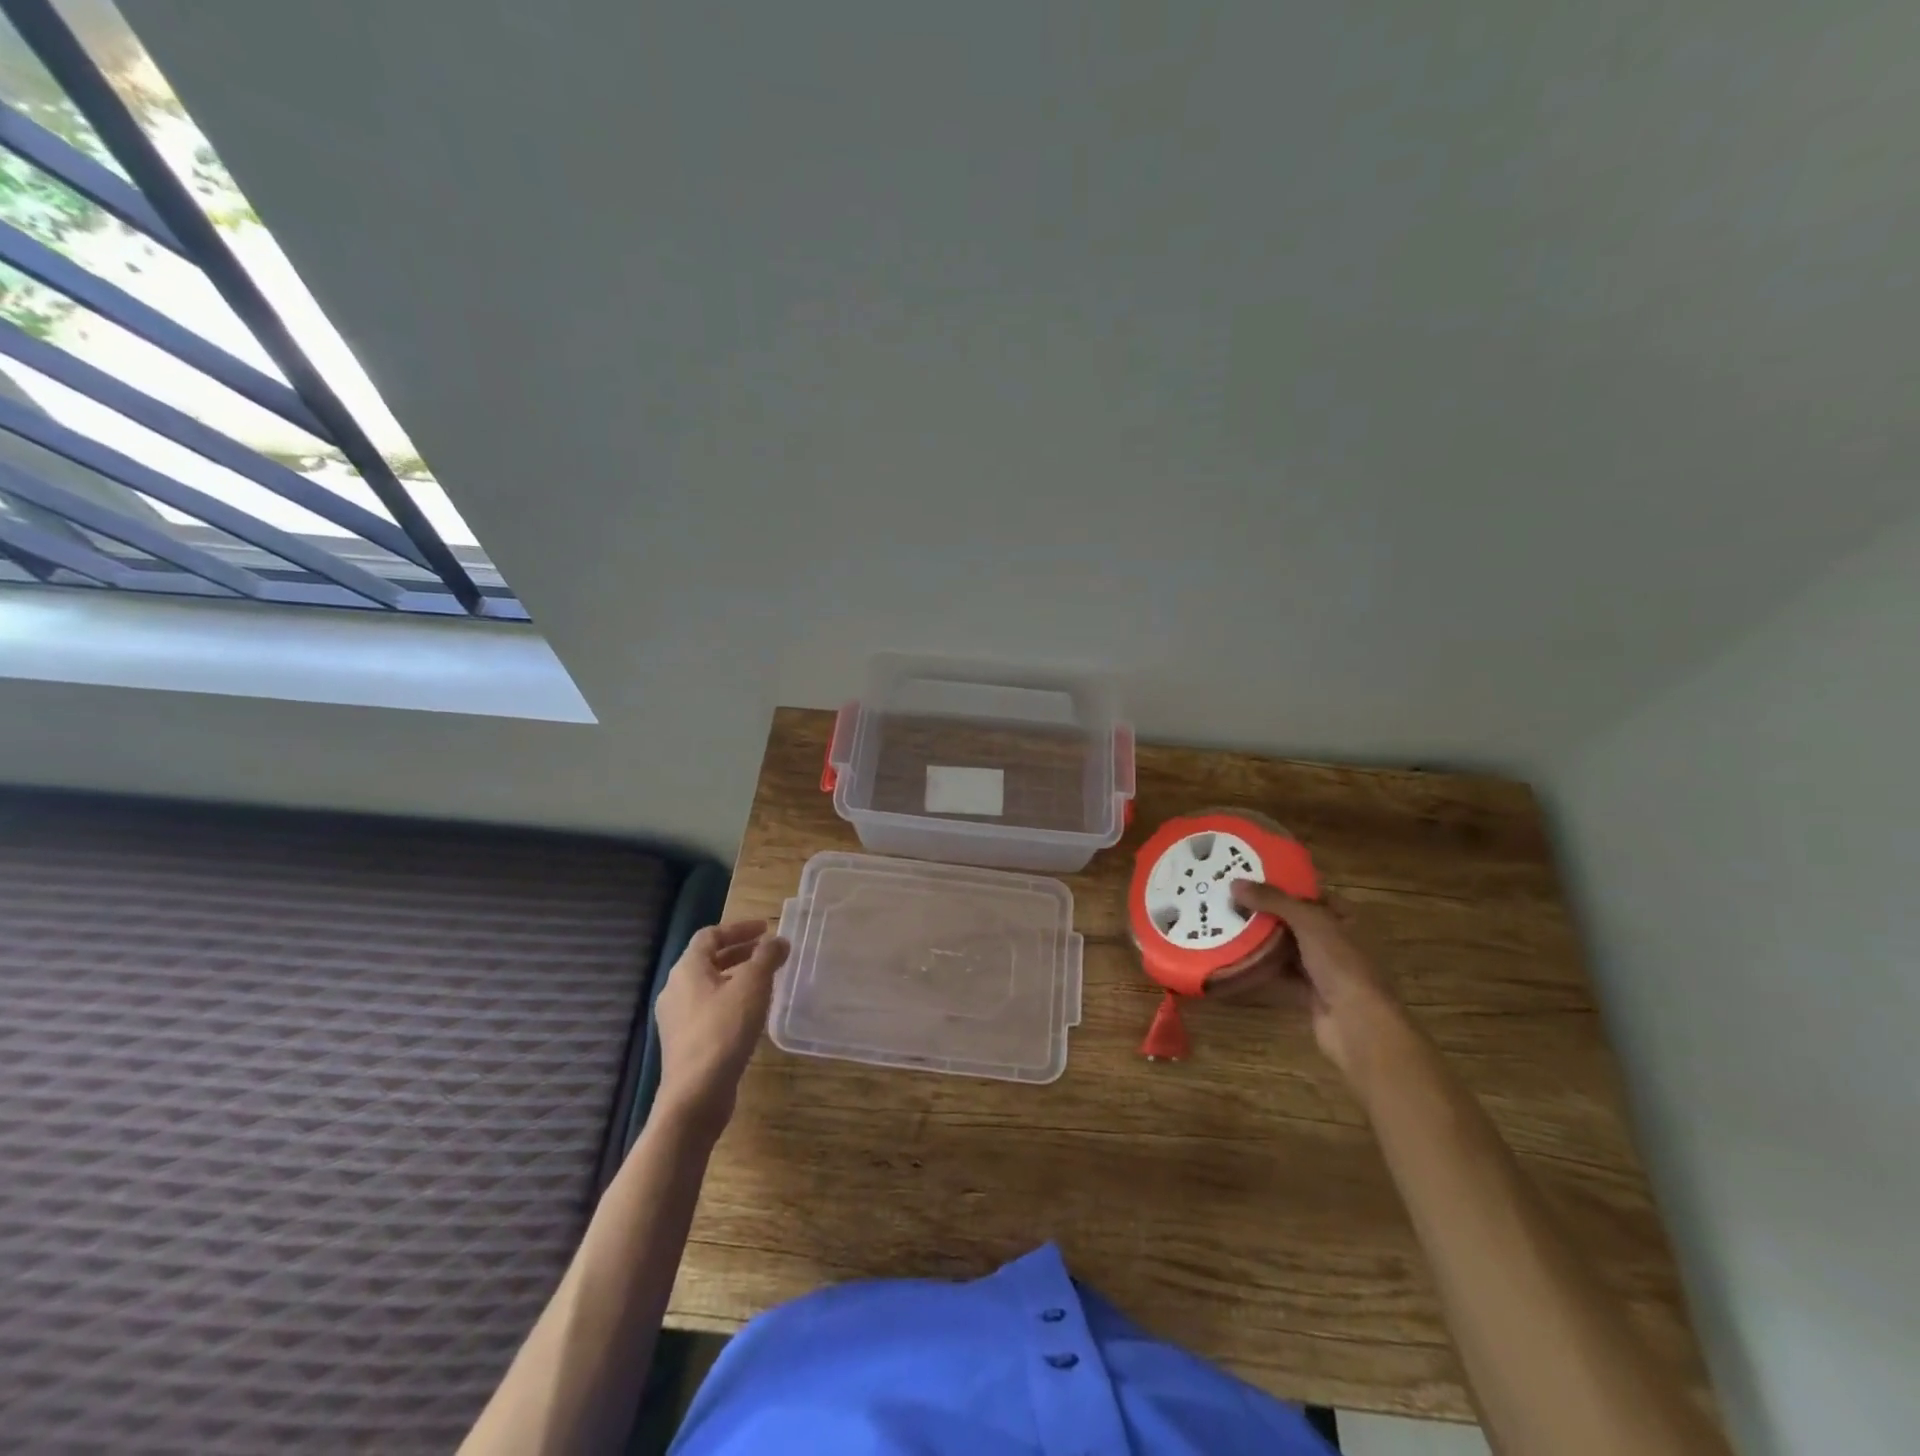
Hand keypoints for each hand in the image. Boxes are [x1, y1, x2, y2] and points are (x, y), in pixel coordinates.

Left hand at [654, 919, 790, 1134]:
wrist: (695, 1095)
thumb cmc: (724, 1030)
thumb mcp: (753, 986)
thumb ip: (767, 957)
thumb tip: (778, 941)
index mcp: (687, 969)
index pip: (710, 935)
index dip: (738, 928)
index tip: (765, 928)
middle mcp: (675, 989)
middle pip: (707, 959)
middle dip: (739, 952)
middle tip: (768, 952)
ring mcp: (676, 1018)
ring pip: (708, 985)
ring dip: (736, 976)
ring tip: (764, 981)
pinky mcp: (684, 1042)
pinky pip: (708, 1008)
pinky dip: (730, 1000)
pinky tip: (750, 1013)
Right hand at [1230, 880, 1410, 1091]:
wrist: (1358, 1024)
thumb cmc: (1342, 964)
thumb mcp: (1309, 922)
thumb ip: (1272, 900)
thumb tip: (1234, 883)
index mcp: (1347, 919)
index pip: (1311, 894)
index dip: (1282, 885)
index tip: (1248, 878)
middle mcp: (1337, 941)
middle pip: (1295, 920)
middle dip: (1265, 912)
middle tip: (1229, 901)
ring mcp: (1325, 969)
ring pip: (1286, 948)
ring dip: (1260, 940)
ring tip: (1225, 924)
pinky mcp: (1310, 993)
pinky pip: (1281, 974)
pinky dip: (1262, 967)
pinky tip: (1236, 958)